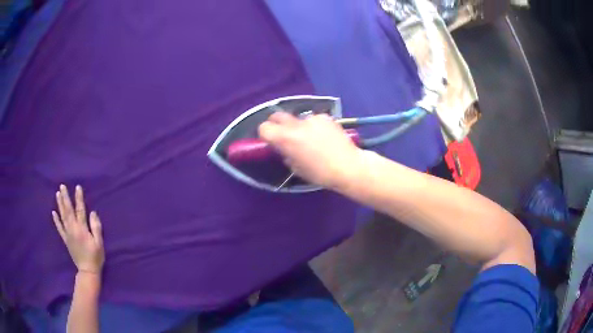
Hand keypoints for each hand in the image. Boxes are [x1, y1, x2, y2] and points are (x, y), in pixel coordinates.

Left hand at [52, 185, 104, 274]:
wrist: (87, 271)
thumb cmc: (95, 256)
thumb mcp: (99, 243)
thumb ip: (96, 227)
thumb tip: (93, 213)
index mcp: (82, 229)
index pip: (80, 210)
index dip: (79, 198)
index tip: (78, 187)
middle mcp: (73, 229)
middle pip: (68, 210)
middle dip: (65, 197)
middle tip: (62, 186)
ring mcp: (68, 234)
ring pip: (63, 216)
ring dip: (60, 205)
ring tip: (57, 194)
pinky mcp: (66, 240)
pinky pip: (59, 228)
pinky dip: (56, 220)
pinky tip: (53, 212)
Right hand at [258, 112, 362, 189]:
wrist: (348, 166)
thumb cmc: (320, 173)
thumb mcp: (296, 168)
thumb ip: (286, 154)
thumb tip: (283, 147)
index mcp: (285, 138)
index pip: (264, 127)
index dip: (265, 134)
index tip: (271, 140)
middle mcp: (296, 124)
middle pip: (277, 115)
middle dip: (276, 124)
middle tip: (284, 134)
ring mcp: (311, 118)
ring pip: (297, 118)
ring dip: (298, 126)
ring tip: (311, 138)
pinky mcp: (325, 117)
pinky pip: (313, 119)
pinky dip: (314, 126)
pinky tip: (324, 136)